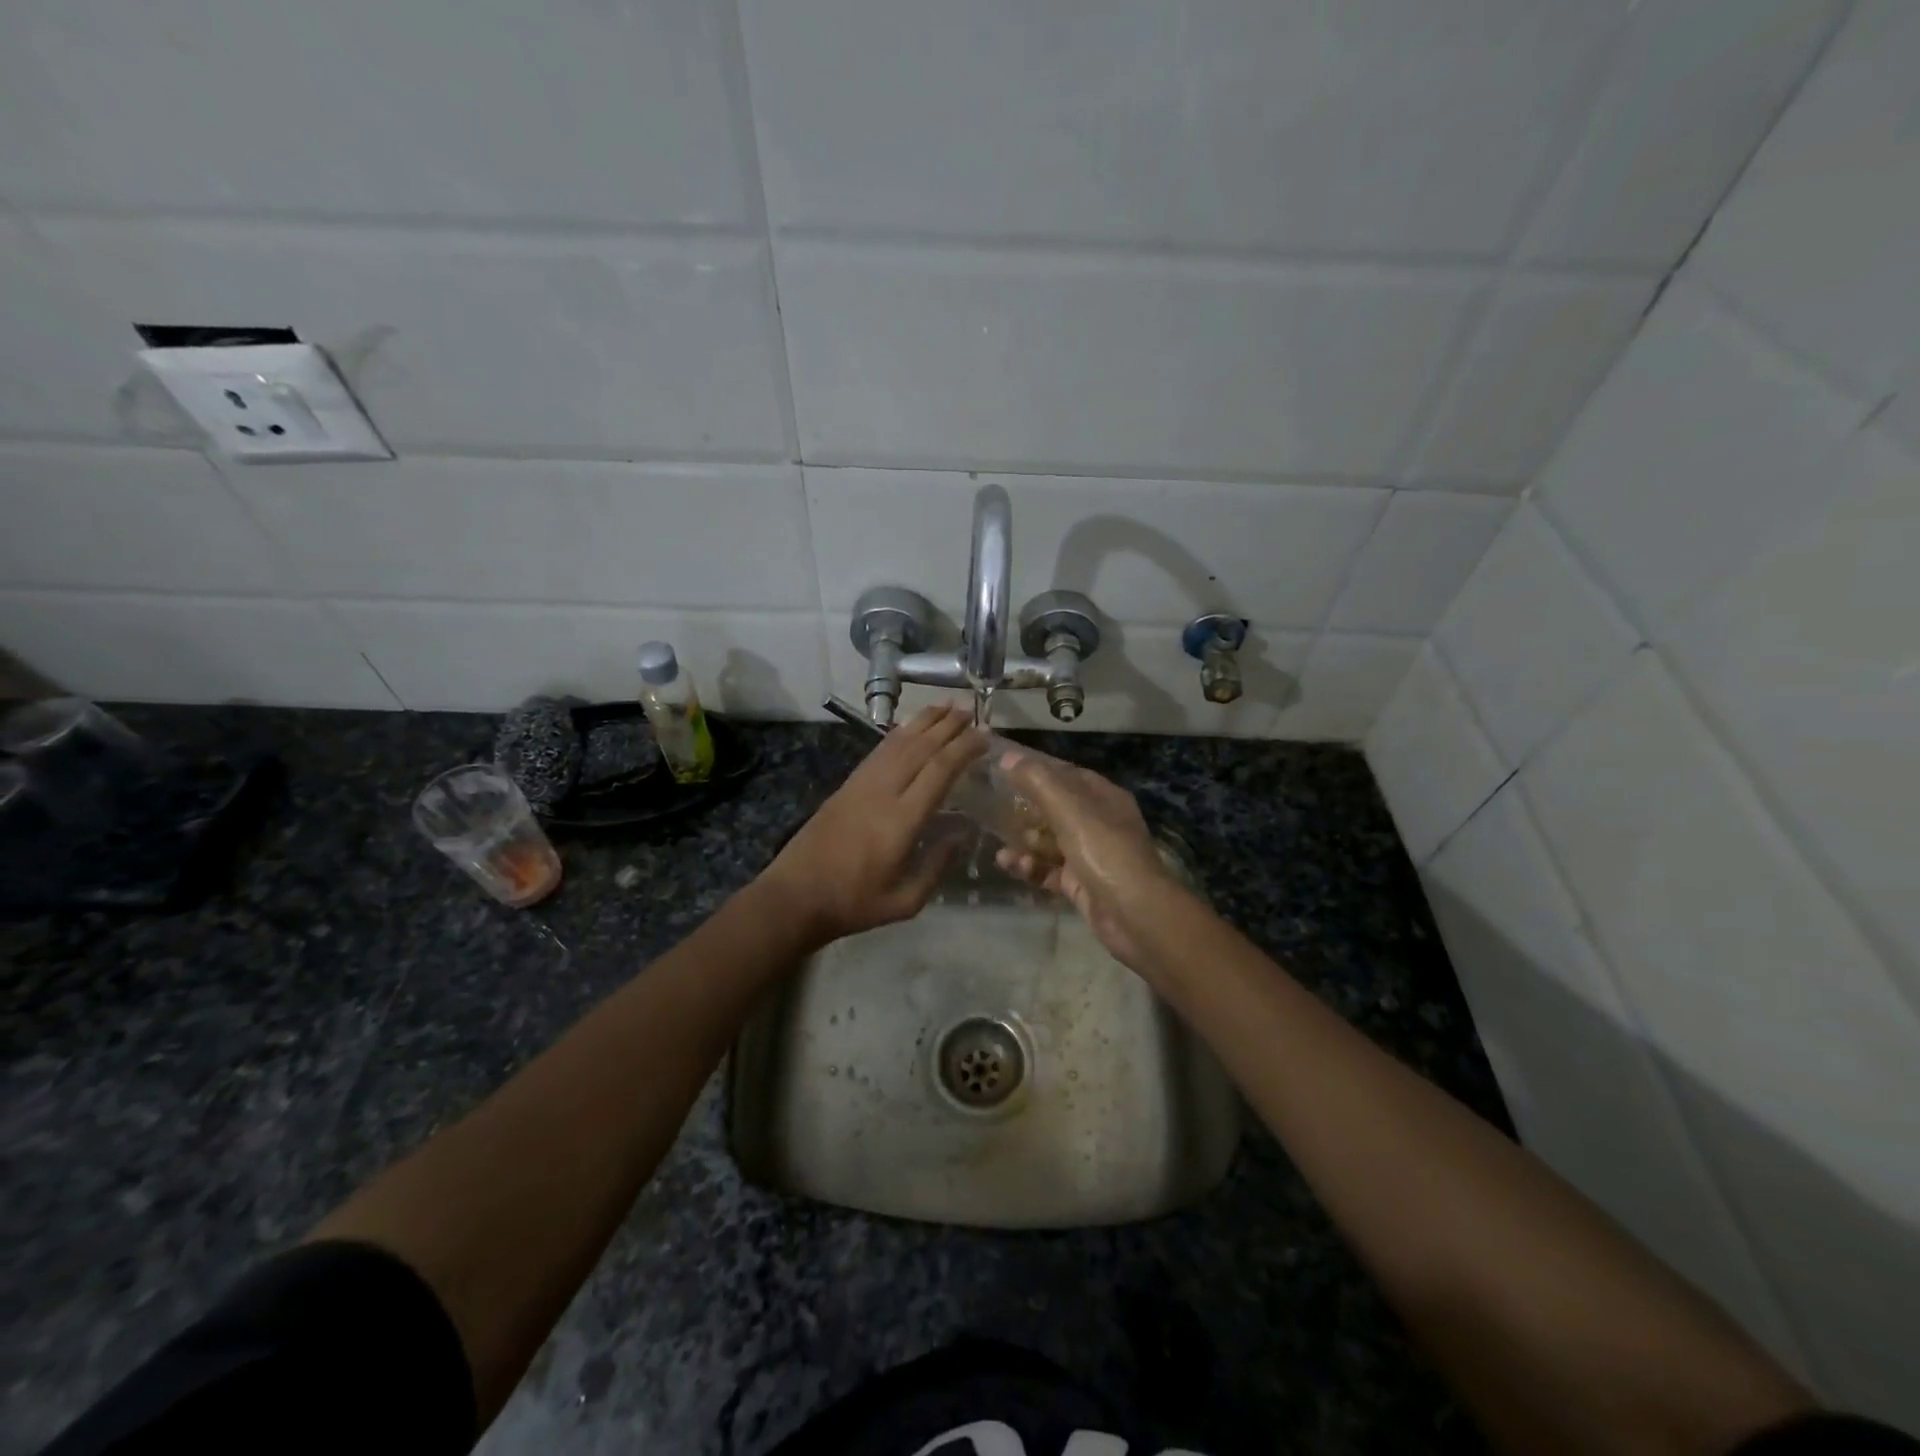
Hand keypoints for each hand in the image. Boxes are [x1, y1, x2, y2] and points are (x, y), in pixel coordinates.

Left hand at [760, 704, 986, 947]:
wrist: (795, 896)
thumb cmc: (854, 903)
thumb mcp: (905, 901)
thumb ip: (936, 867)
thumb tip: (960, 835)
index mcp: (901, 820)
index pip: (939, 771)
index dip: (963, 748)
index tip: (985, 735)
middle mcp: (883, 792)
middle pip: (920, 748)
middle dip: (947, 726)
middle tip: (971, 711)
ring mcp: (861, 785)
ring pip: (897, 743)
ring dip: (923, 722)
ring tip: (946, 707)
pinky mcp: (847, 785)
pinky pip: (878, 751)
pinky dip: (898, 734)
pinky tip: (909, 728)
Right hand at [993, 746, 1186, 968]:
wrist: (1135, 914)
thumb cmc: (1104, 851)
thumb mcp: (1069, 809)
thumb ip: (1037, 781)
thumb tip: (1007, 757)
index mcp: (1104, 797)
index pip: (1067, 775)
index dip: (1038, 771)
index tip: (1004, 772)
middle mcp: (1099, 823)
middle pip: (1056, 809)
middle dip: (1026, 812)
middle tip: (995, 814)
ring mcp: (1091, 855)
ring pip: (1050, 842)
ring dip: (1025, 844)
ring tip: (1003, 852)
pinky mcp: (1081, 884)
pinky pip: (1050, 870)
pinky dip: (1032, 868)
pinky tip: (1013, 867)